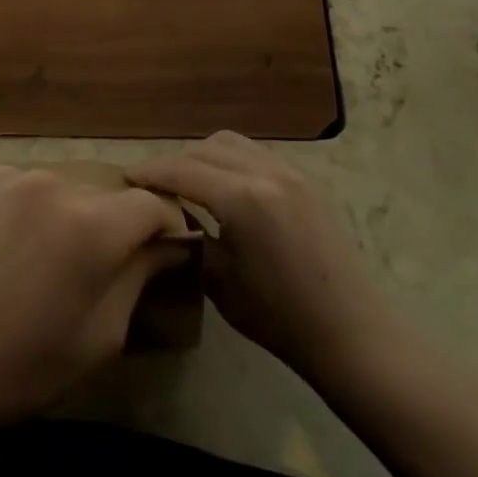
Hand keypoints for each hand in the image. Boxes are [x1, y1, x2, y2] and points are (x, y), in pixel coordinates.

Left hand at [0, 167, 188, 446]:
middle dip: (110, 227)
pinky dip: (24, 210)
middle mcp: (51, 184)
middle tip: (92, 270)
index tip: (163, 253)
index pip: (151, 205)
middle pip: (102, 196)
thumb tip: (165, 246)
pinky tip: (3, 247)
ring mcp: (5, 176)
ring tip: (39, 261)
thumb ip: (138, 279)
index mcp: (90, 226)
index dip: (166, 228)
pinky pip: (18, 187)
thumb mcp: (98, 338)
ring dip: (64, 216)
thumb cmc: (18, 368)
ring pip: (59, 189)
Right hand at [128, 131, 395, 384]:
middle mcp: (266, 172)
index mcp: (242, 199)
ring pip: (232, 143)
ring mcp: (291, 172)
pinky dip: (231, 160)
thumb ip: (190, 236)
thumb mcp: (219, 280)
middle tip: (153, 184)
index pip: (182, 169)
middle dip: (174, 161)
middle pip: (205, 148)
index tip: (125, 177)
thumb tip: (167, 216)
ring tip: (187, 181)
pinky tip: (224, 186)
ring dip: (203, 155)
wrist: (352, 333)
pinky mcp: (307, 181)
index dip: (150, 171)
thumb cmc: (279, 317)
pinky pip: (256, 154)